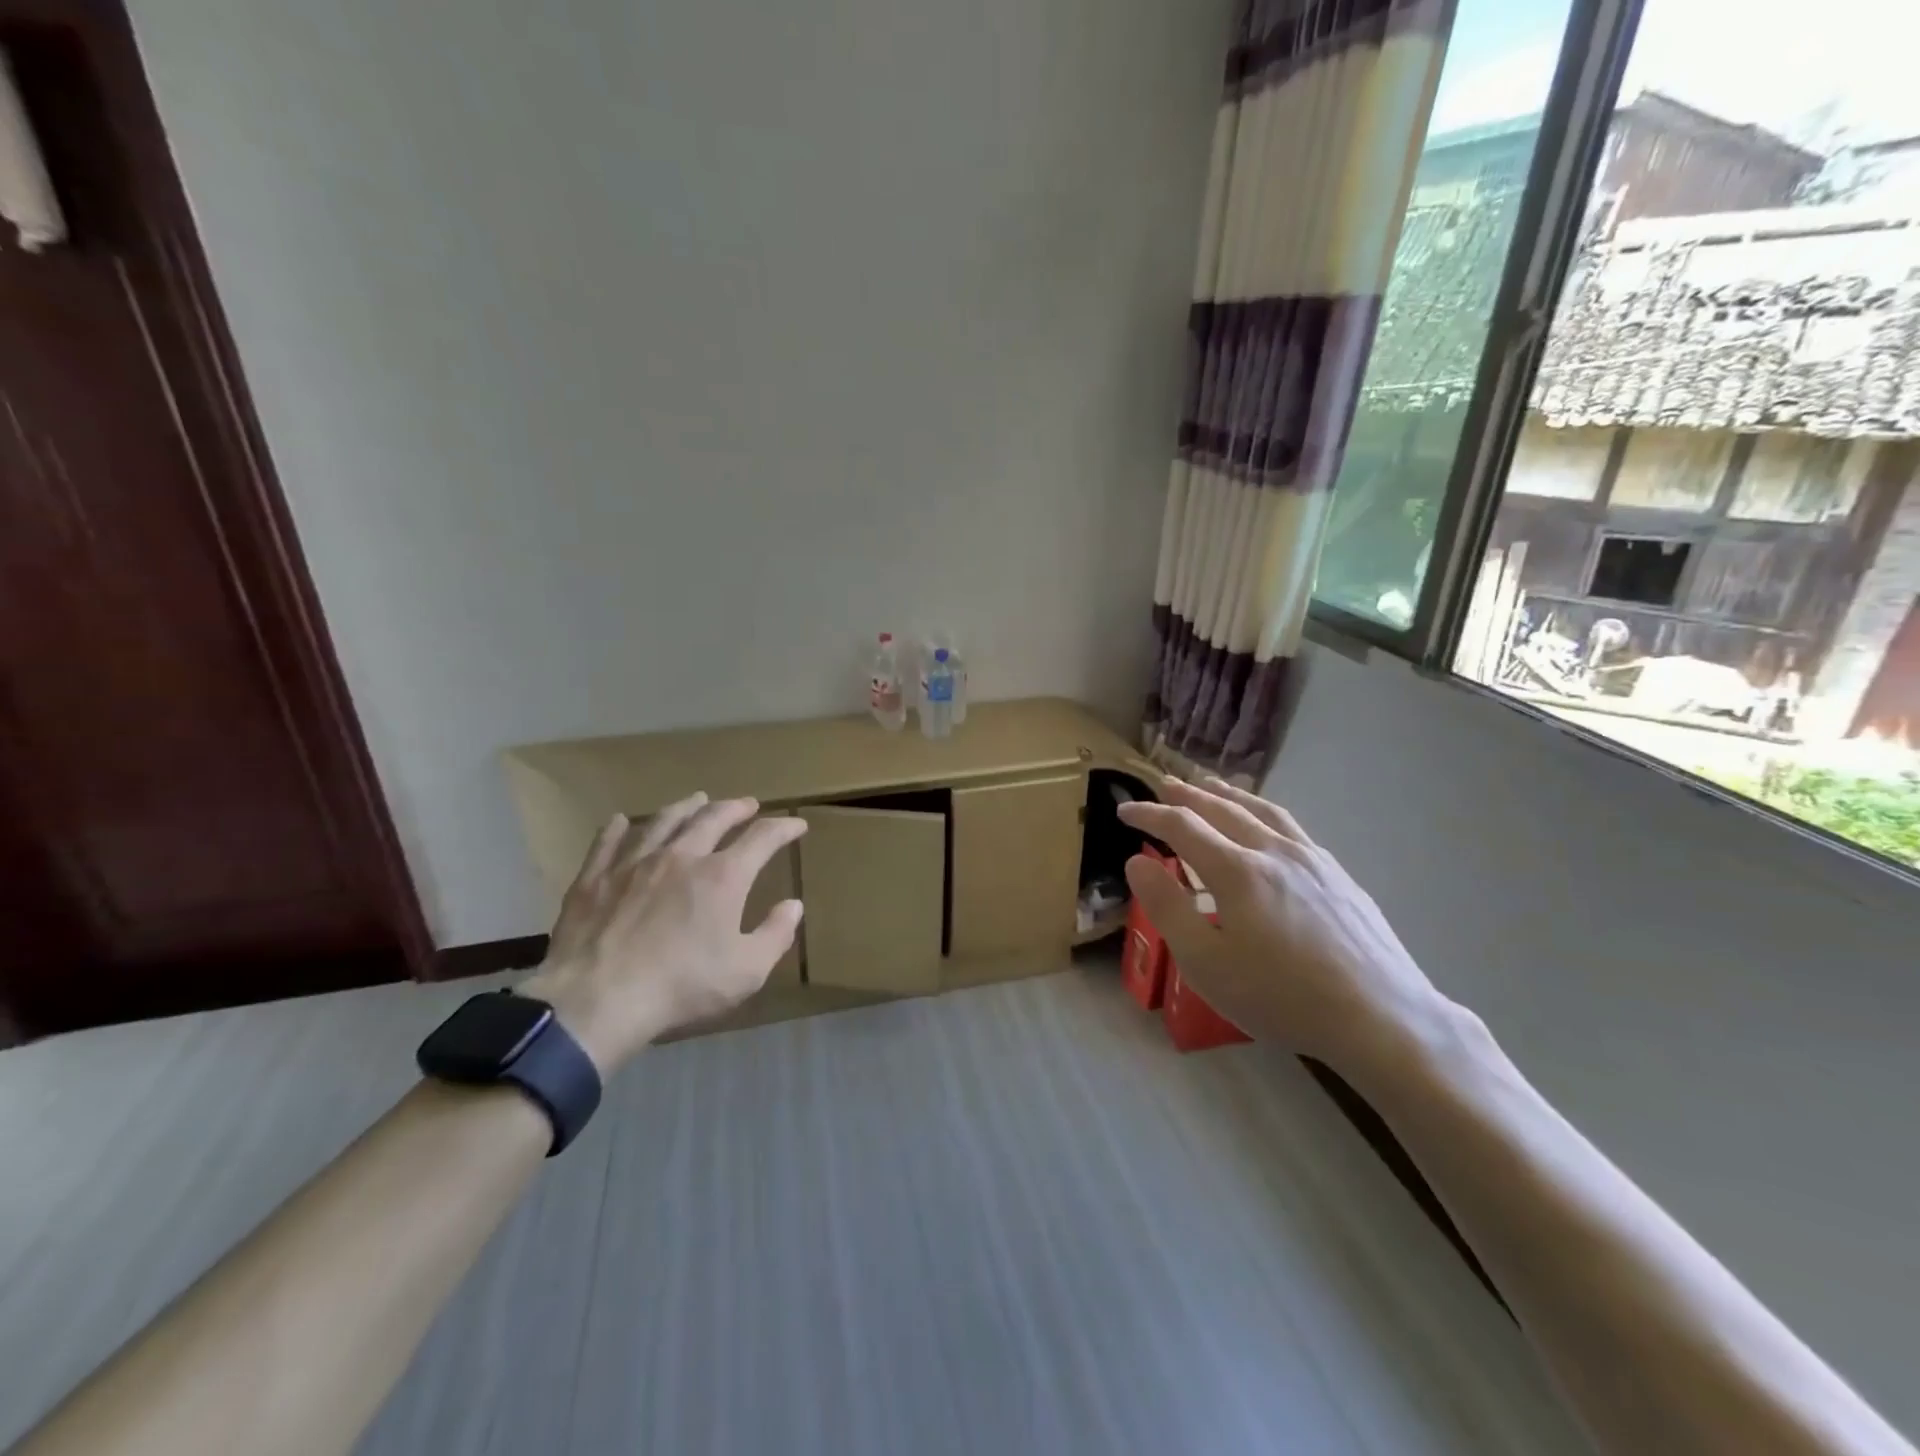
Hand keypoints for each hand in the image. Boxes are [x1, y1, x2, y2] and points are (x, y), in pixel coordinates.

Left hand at [520, 795, 807, 1074]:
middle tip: (747, 804)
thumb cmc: (681, 987)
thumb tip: (793, 905)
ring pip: (664, 822)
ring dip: (685, 808)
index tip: (797, 825)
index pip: (762, 838)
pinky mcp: (594, 880)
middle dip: (735, 808)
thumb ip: (775, 935)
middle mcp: (681, 857)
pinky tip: (621, 821)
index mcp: (723, 877)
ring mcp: (634, 864)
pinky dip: (618, 829)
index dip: (783, 828)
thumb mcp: (746, 971)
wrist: (597, 1001)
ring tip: (696, 800)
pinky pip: (607, 844)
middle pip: (712, 818)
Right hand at [1117, 778, 1451, 1078]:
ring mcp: (1312, 860)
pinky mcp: (1339, 876)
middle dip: (1187, 794)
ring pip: (1262, 810)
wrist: (1381, 1017)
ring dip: (1228, 794)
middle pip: (1223, 808)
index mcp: (1237, 870)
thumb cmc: (1282, 997)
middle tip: (1163, 786)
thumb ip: (1166, 908)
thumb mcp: (1206, 964)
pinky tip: (1266, 826)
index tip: (1124, 810)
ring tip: (1210, 786)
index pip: (1182, 826)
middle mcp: (1273, 851)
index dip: (1149, 814)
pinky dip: (1263, 812)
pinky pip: (1290, 827)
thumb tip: (1137, 862)